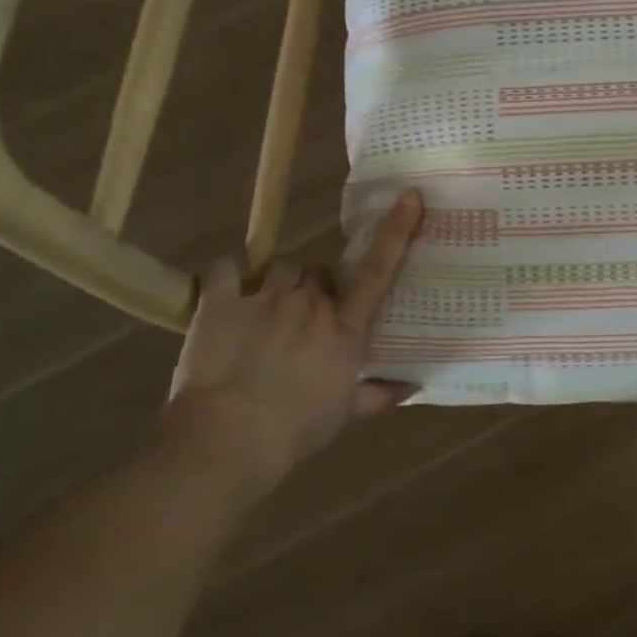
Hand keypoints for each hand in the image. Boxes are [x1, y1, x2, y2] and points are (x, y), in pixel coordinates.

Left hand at [164, 189, 424, 494]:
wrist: (226, 439)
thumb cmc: (295, 430)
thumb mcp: (344, 415)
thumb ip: (379, 394)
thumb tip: (414, 386)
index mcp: (345, 328)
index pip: (378, 271)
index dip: (396, 231)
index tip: (410, 196)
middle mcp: (311, 304)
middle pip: (320, 273)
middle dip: (316, 289)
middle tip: (305, 318)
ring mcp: (266, 298)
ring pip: (282, 268)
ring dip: (280, 284)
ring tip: (267, 311)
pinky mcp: (222, 302)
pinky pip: (228, 268)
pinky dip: (230, 274)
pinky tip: (229, 287)